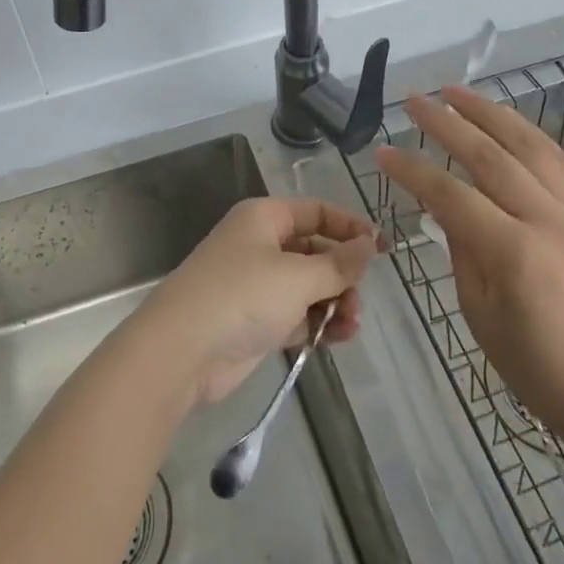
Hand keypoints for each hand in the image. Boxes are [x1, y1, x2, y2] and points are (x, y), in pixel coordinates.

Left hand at [136, 197, 376, 405]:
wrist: (182, 351)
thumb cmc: (242, 296)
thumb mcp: (298, 276)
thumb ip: (338, 264)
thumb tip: (369, 245)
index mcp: (264, 219)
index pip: (315, 212)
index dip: (349, 227)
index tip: (381, 248)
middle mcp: (260, 246)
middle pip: (314, 251)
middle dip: (342, 274)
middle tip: (359, 299)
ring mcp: (256, 285)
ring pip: (308, 286)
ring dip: (334, 303)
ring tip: (350, 325)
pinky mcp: (255, 321)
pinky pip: (296, 315)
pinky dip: (317, 324)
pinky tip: (338, 338)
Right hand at [374, 85, 563, 431]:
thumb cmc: (536, 366)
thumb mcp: (480, 314)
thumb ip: (461, 250)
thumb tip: (443, 205)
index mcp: (513, 252)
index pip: (451, 194)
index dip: (412, 170)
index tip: (381, 151)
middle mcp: (546, 219)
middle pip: (490, 155)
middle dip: (447, 122)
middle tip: (414, 100)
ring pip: (528, 145)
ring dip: (490, 112)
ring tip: (456, 91)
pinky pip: (555, 160)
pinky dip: (526, 133)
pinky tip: (506, 122)